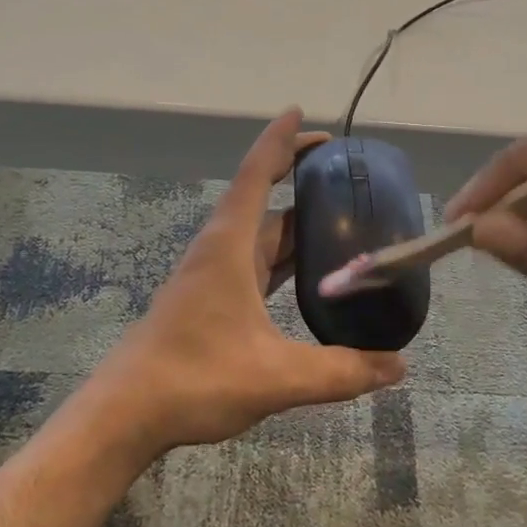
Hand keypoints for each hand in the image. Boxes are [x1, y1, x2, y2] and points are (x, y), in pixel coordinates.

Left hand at [85, 110, 406, 456]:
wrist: (127, 413)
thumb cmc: (195, 377)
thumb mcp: (276, 376)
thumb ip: (340, 370)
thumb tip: (399, 367)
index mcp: (230, 245)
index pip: (256, 174)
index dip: (279, 140)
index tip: (299, 112)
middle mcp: (221, 249)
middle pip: (264, 200)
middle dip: (298, 180)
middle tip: (344, 173)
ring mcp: (212, 275)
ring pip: (261, 235)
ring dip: (294, 222)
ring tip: (339, 217)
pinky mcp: (210, 300)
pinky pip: (255, 263)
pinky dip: (283, 257)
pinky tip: (308, 274)